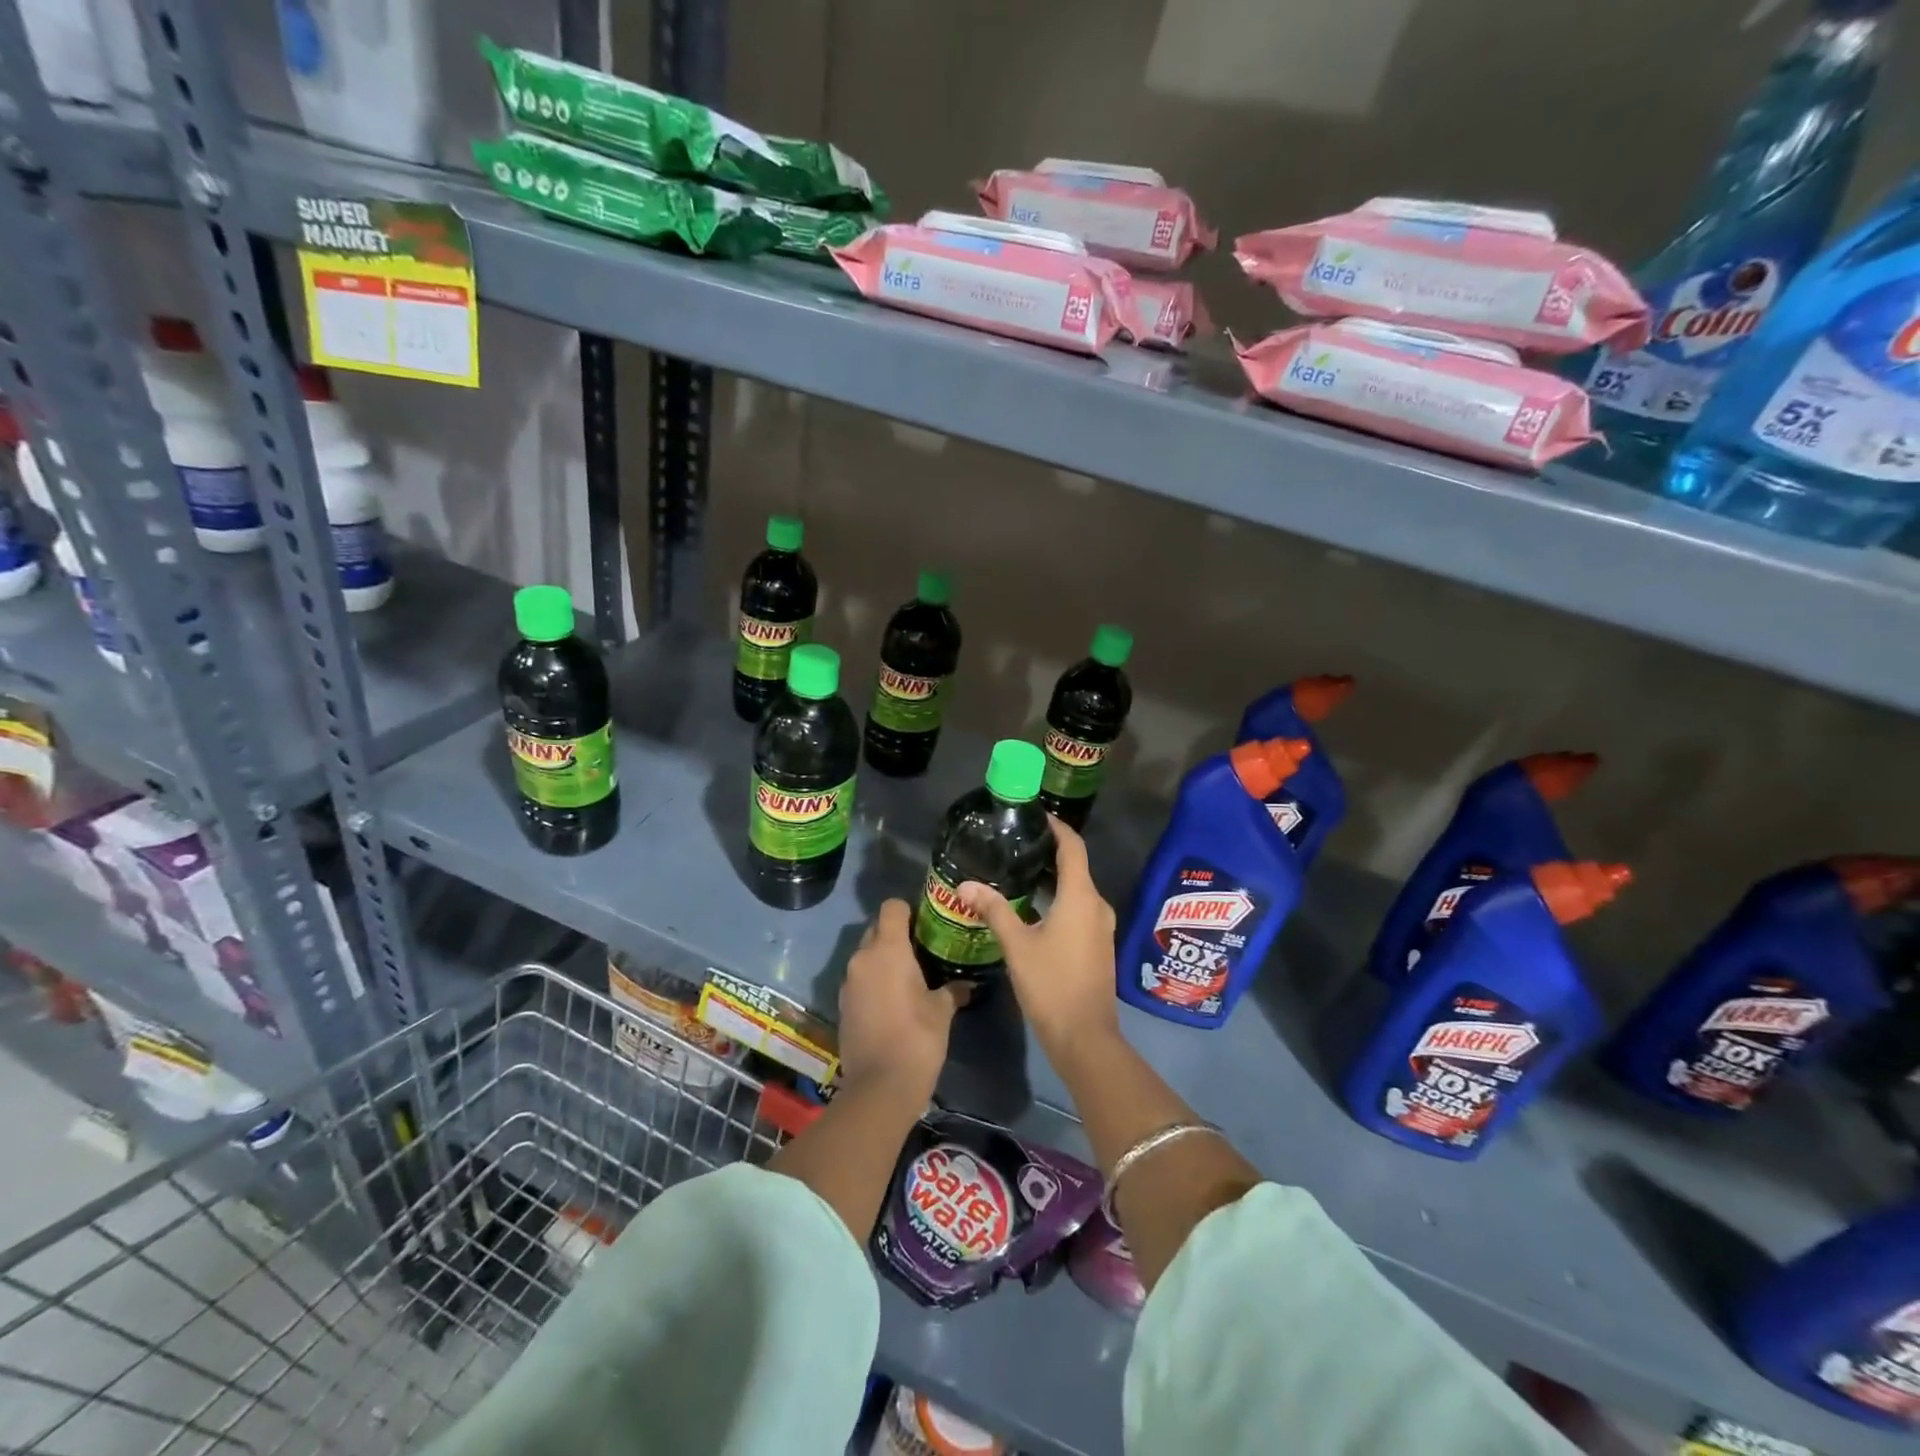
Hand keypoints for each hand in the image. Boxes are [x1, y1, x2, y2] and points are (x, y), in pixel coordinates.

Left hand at [837, 899, 963, 1100]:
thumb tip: (968, 984)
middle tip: (922, 951)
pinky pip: (860, 980)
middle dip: (896, 935)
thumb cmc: (917, 1038)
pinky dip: (874, 982)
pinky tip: (893, 1001)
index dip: (909, 910)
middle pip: (877, 929)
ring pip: (866, 956)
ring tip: (909, 978)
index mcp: (888, 949)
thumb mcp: (942, 1011)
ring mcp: (848, 982)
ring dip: (884, 960)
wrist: (879, 1087)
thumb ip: (953, 990)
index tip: (926, 924)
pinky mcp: (843, 1005)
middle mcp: (863, 958)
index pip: (892, 907)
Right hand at [959, 818, 1120, 1063]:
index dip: (1057, 826)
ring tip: (1017, 870)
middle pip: (1075, 866)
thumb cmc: (1051, 984)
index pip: (1073, 847)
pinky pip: (1079, 908)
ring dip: (1051, 878)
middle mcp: (1097, 905)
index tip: (1034, 814)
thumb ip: (994, 910)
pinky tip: (1032, 906)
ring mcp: (1100, 926)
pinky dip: (1058, 899)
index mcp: (1081, 897)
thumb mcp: (1017, 945)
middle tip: (1015, 842)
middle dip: (1048, 852)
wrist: (1085, 1037)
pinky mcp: (1097, 944)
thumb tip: (965, 885)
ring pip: (1077, 889)